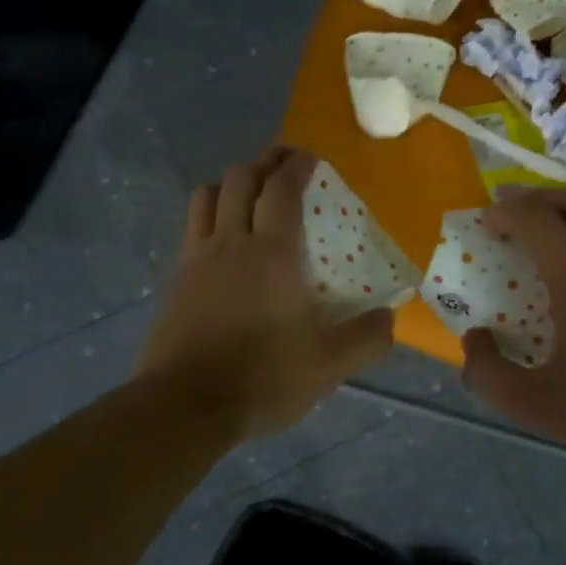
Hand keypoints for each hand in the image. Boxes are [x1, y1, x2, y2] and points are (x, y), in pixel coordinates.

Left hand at [138, 149, 393, 438]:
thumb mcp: (328, 364)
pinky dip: (208, 217)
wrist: (186, 405)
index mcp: (270, 253)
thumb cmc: (263, 377)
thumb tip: (391, 318)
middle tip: (283, 169)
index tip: (310, 158)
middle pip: (238, 179)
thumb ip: (366, 338)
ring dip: (228, 185)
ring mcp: (195, 260)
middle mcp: (229, 243)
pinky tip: (221, 242)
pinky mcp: (174, 281)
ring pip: (205, 196)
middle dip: (262, 163)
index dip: (296, 165)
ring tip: (247, 197)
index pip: (281, 188)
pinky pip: (190, 229)